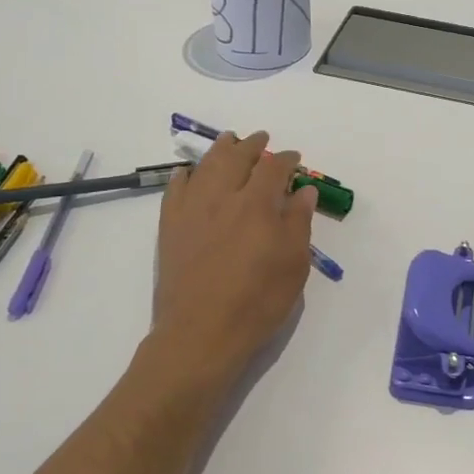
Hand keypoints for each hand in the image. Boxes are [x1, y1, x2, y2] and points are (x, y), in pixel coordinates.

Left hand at [149, 131, 316, 385]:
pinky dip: (185, 175)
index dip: (286, 159)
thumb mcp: (294, 265)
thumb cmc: (257, 302)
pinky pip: (175, 189)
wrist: (200, 334)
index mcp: (256, 205)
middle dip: (252, 145)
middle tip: (262, 139)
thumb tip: (304, 191)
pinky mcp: (170, 227)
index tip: (294, 159)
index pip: (273, 168)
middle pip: (237, 157)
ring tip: (229, 140)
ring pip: (205, 166)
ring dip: (220, 149)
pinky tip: (189, 172)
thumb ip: (298, 223)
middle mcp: (222, 198)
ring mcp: (191, 210)